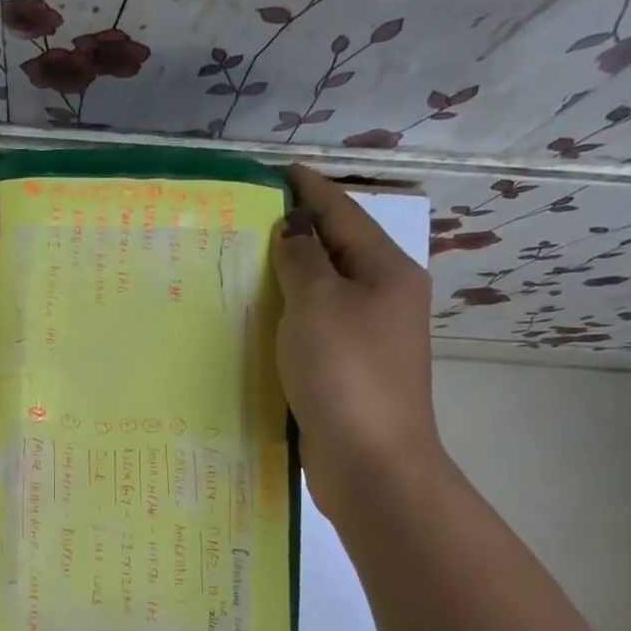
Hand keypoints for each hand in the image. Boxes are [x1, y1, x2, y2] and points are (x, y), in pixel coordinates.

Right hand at [271, 163, 444, 514]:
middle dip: (297, 232)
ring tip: (244, 262)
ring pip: (322, 292)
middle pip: (336, 251)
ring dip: (288, 276)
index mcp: (386, 271)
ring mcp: (367, 338)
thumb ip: (303, 259)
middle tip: (248, 218)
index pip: (344, 214)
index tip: (278, 170)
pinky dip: (288, 316)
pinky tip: (257, 317)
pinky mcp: (347, 371)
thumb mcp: (318, 303)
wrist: (370, 460)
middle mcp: (383, 299)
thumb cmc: (345, 372)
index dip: (311, 189)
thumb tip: (294, 230)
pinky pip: (313, 327)